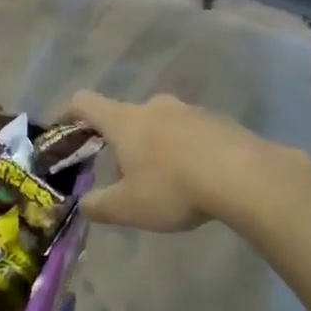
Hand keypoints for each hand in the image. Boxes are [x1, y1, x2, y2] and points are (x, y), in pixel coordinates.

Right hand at [60, 90, 283, 232]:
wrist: (245, 176)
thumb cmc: (174, 187)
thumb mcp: (128, 207)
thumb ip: (99, 206)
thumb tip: (84, 204)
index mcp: (125, 121)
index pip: (85, 103)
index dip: (69, 113)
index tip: (65, 129)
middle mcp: (153, 107)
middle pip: (124, 117)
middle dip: (119, 144)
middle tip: (124, 177)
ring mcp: (189, 111)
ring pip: (159, 124)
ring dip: (153, 147)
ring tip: (164, 183)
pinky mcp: (218, 121)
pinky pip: (190, 133)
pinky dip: (183, 150)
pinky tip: (196, 180)